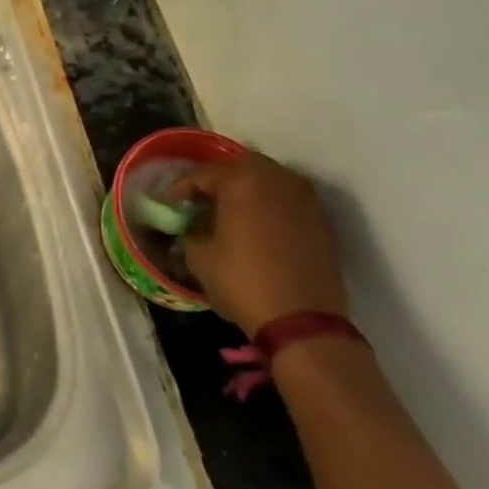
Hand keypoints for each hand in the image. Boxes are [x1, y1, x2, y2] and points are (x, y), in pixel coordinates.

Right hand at [166, 151, 347, 337]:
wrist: (302, 320)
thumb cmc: (242, 281)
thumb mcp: (199, 256)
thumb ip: (192, 230)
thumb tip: (195, 224)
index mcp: (242, 180)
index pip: (203, 174)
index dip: (181, 188)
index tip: (168, 202)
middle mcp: (276, 179)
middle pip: (239, 168)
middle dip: (217, 181)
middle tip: (199, 200)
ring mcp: (304, 198)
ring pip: (268, 181)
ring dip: (246, 190)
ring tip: (228, 211)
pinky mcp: (320, 220)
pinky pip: (286, 200)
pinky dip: (268, 205)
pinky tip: (255, 226)